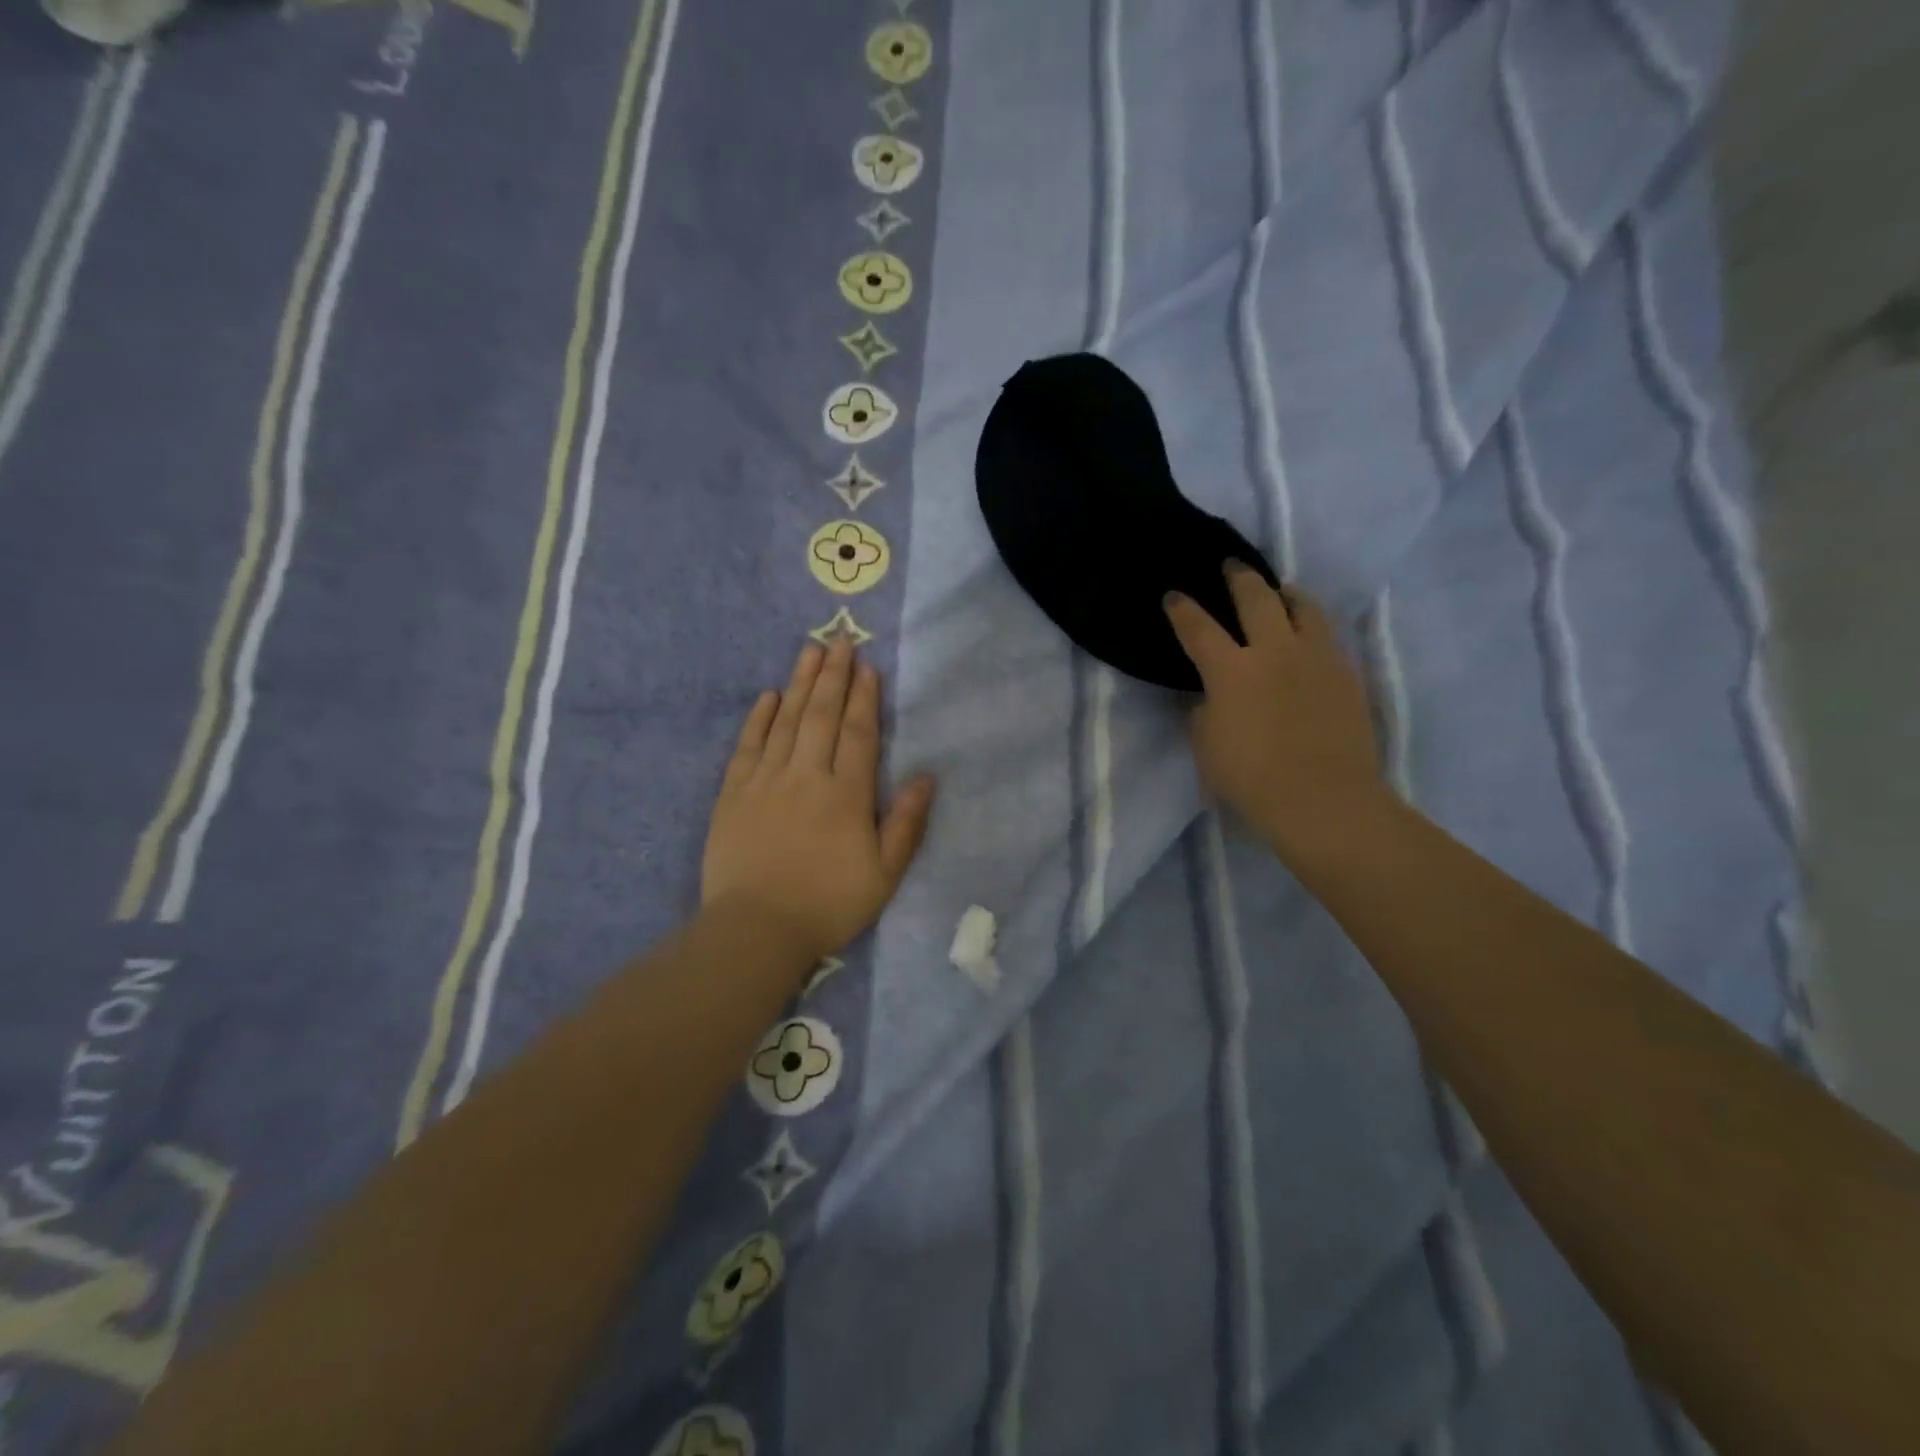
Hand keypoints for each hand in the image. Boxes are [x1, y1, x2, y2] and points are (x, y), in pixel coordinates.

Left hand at [702, 639, 935, 965]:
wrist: (756, 930)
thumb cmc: (828, 904)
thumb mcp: (884, 873)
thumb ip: (906, 822)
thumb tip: (927, 776)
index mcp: (846, 794)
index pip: (857, 733)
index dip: (863, 698)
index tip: (866, 666)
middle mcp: (806, 776)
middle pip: (821, 715)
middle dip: (833, 675)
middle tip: (840, 638)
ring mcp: (765, 782)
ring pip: (786, 721)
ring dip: (799, 683)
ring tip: (809, 650)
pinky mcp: (733, 795)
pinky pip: (747, 746)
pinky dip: (758, 718)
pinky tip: (768, 696)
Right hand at [1164, 563, 1386, 857]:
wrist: (1324, 800)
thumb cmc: (1252, 780)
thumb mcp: (1207, 748)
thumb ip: (1203, 713)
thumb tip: (1209, 695)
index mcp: (1231, 670)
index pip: (1198, 628)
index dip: (1182, 609)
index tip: (1174, 596)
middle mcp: (1274, 651)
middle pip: (1256, 597)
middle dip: (1239, 577)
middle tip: (1232, 565)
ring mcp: (1316, 658)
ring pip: (1303, 607)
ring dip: (1285, 593)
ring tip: (1279, 591)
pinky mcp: (1346, 674)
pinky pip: (1326, 636)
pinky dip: (1310, 625)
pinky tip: (1306, 636)